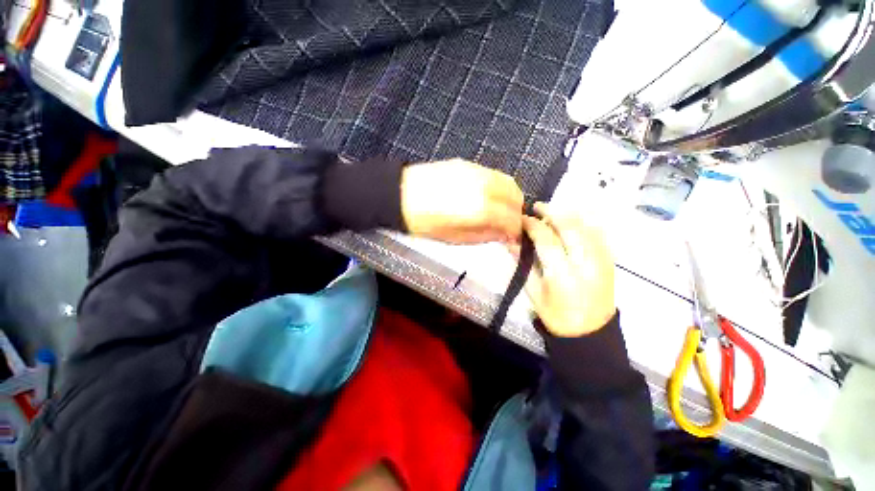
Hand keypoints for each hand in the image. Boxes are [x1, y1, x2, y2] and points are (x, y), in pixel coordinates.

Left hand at [401, 159, 523, 243]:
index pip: (512, 219)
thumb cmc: (424, 222)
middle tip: (506, 224)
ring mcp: (477, 171)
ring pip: (507, 181)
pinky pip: (493, 174)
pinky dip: (497, 186)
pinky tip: (485, 196)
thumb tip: (504, 235)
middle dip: (515, 212)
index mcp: (481, 209)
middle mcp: (485, 186)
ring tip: (497, 210)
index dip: (516, 231)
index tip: (512, 237)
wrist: (400, 195)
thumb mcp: (455, 237)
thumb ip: (485, 236)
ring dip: (509, 198)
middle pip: (516, 196)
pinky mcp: (468, 164)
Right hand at [518, 203, 615, 336]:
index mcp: (562, 276)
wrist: (590, 333)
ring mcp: (601, 261)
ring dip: (567, 214)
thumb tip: (511, 241)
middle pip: (569, 227)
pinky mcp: (610, 261)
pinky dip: (583, 222)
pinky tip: (572, 221)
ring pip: (586, 226)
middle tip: (537, 207)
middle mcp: (585, 264)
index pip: (546, 239)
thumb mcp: (533, 292)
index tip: (522, 219)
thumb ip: (523, 264)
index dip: (532, 225)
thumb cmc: (556, 316)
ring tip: (552, 212)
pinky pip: (598, 233)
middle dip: (551, 212)